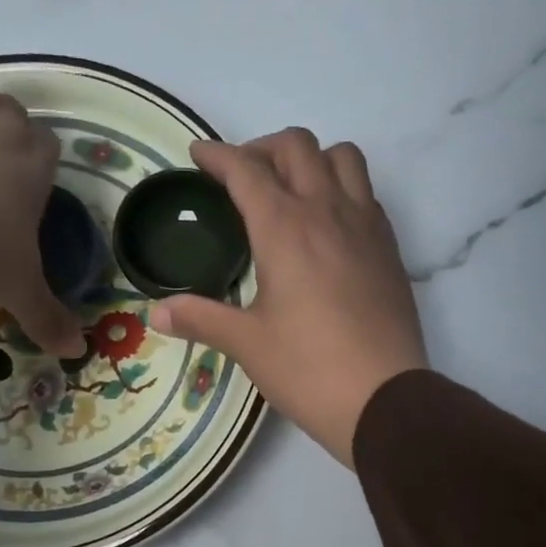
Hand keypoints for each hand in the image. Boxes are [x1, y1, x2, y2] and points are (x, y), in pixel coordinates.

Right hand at [149, 130, 426, 465]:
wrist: (383, 399)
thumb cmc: (308, 370)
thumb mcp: (247, 344)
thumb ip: (201, 319)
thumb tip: (156, 312)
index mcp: (284, 228)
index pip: (246, 170)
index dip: (217, 155)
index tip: (198, 155)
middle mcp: (327, 211)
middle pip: (296, 146)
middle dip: (262, 149)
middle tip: (242, 178)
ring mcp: (365, 225)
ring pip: (342, 158)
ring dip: (311, 159)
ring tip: (291, 190)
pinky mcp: (389, 248)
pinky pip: (366, 192)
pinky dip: (342, 188)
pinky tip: (328, 225)